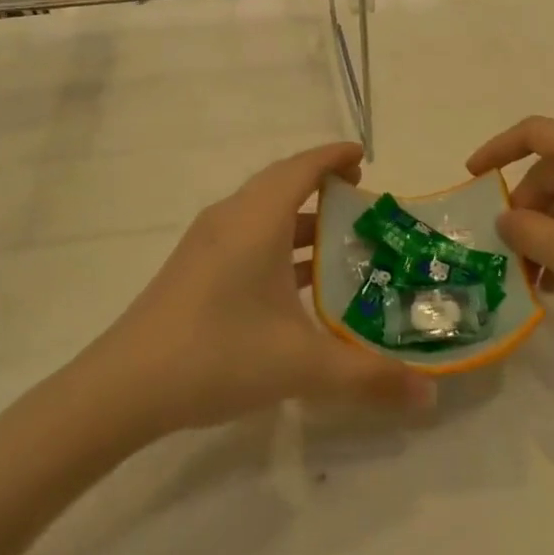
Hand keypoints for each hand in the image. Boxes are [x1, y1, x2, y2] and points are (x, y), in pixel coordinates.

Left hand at [93, 143, 436, 434]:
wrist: (123, 387)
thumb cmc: (217, 354)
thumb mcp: (301, 365)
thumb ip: (368, 378)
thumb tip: (430, 398)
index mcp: (257, 219)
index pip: (302, 167)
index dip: (334, 157)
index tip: (365, 160)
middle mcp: (231, 218)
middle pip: (283, 182)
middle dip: (323, 185)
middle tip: (362, 203)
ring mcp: (207, 242)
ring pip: (263, 211)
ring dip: (301, 218)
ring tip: (340, 244)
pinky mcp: (194, 268)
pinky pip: (247, 235)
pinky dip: (279, 242)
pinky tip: (296, 283)